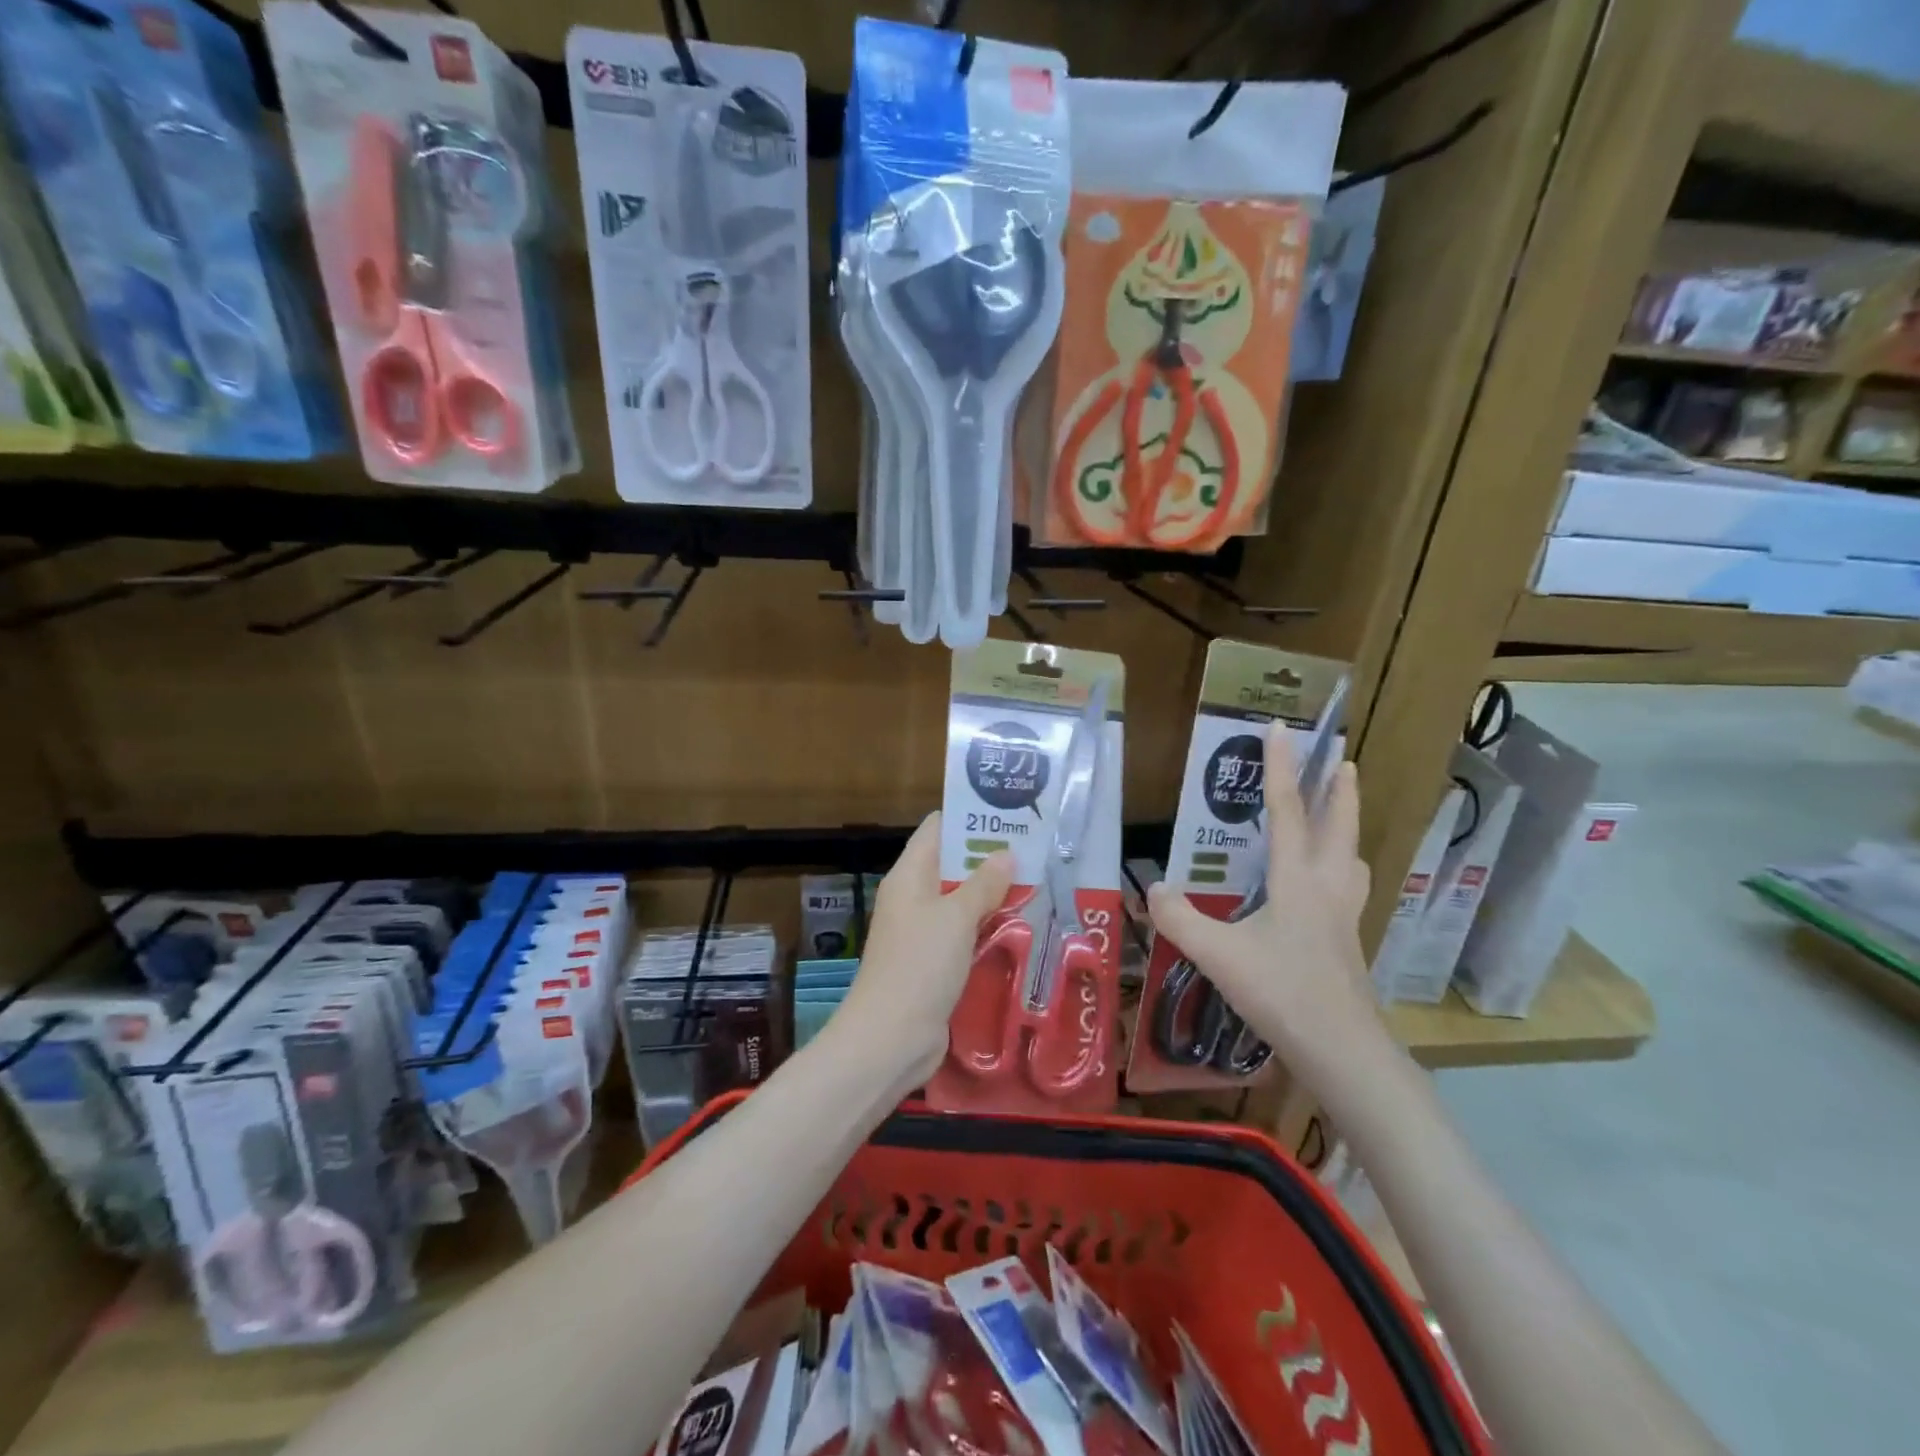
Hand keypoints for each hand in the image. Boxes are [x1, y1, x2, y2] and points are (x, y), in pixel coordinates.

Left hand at [833, 813, 1013, 1085]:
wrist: (890, 1038)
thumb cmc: (920, 965)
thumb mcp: (956, 918)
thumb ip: (983, 883)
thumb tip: (1005, 854)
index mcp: (909, 875)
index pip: (937, 829)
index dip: (969, 816)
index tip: (1009, 813)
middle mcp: (913, 897)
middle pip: (952, 864)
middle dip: (990, 856)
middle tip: (1035, 849)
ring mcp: (923, 931)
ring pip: (961, 901)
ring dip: (993, 894)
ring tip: (1038, 881)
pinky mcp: (934, 962)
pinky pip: (964, 933)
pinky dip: (988, 926)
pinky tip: (1022, 926)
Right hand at [1146, 721, 1385, 1084]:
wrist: (1343, 1051)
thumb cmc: (1283, 993)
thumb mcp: (1219, 955)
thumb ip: (1181, 919)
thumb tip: (1152, 888)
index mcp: (1298, 880)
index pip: (1288, 811)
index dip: (1282, 767)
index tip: (1282, 728)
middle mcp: (1328, 888)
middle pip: (1340, 827)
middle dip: (1340, 791)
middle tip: (1343, 760)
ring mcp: (1345, 917)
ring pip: (1353, 859)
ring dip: (1349, 829)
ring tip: (1341, 816)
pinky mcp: (1349, 943)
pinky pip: (1350, 888)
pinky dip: (1344, 870)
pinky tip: (1327, 888)